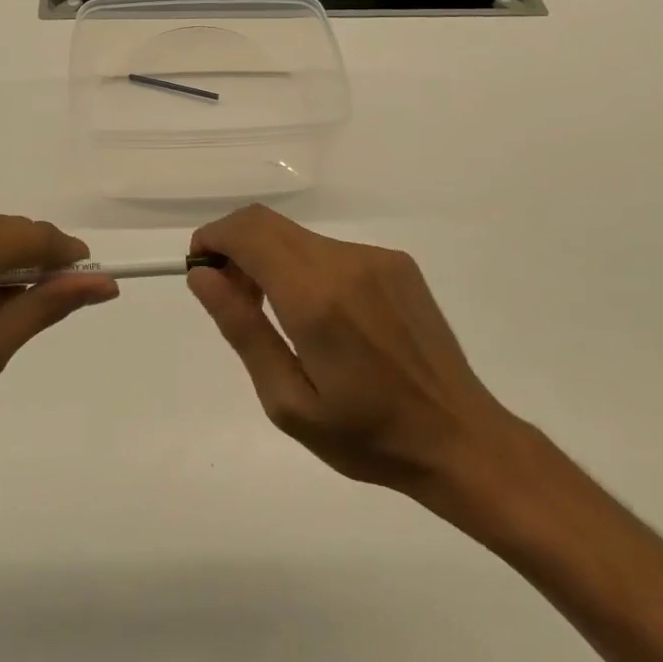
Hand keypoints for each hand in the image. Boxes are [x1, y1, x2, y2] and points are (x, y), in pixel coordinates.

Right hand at [187, 206, 514, 497]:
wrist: (460, 438)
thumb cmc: (366, 436)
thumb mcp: (288, 401)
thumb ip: (242, 329)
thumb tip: (203, 276)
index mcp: (315, 297)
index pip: (248, 232)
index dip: (213, 238)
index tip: (201, 270)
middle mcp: (346, 262)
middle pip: (269, 223)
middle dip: (236, 248)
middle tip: (233, 298)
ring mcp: (377, 258)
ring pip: (299, 237)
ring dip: (272, 260)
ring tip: (278, 316)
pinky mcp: (398, 264)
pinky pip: (332, 251)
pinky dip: (307, 268)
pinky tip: (323, 317)